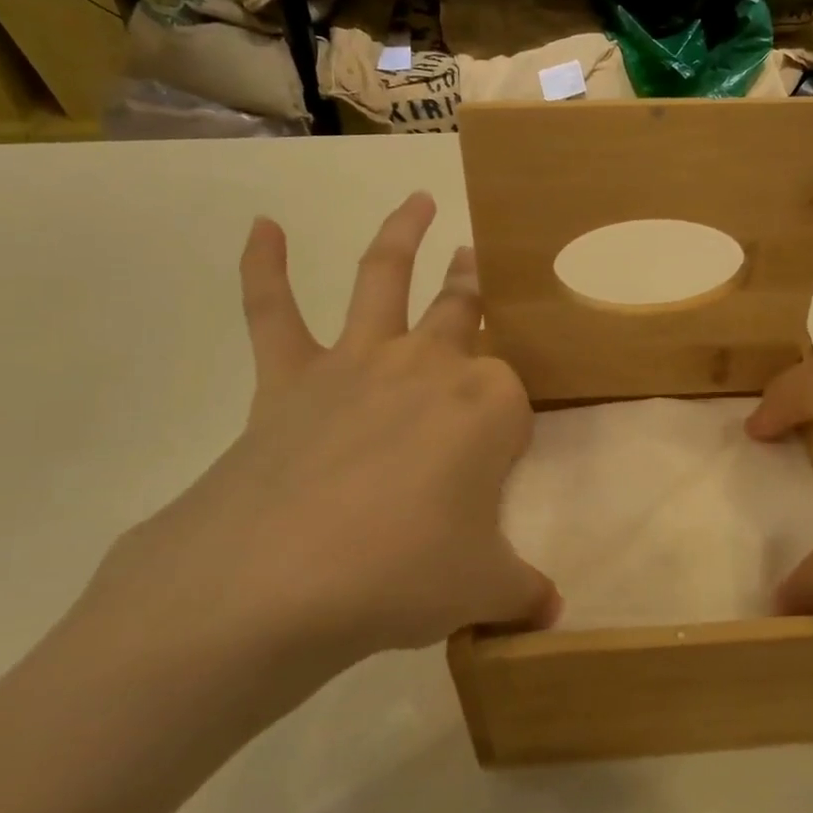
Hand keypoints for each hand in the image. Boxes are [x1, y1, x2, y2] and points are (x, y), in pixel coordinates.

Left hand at [75, 193, 558, 710]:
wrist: (279, 580)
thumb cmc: (403, 575)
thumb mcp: (481, 590)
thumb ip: (522, 593)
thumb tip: (550, 613)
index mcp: (488, 404)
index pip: (513, 399)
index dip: (508, 432)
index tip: (496, 471)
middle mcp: (429, 364)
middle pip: (463, 310)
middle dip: (477, 286)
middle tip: (482, 258)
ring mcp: (357, 362)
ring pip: (383, 279)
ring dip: (402, 235)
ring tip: (416, 200)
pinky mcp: (289, 376)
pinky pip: (273, 311)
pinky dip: (265, 266)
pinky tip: (262, 227)